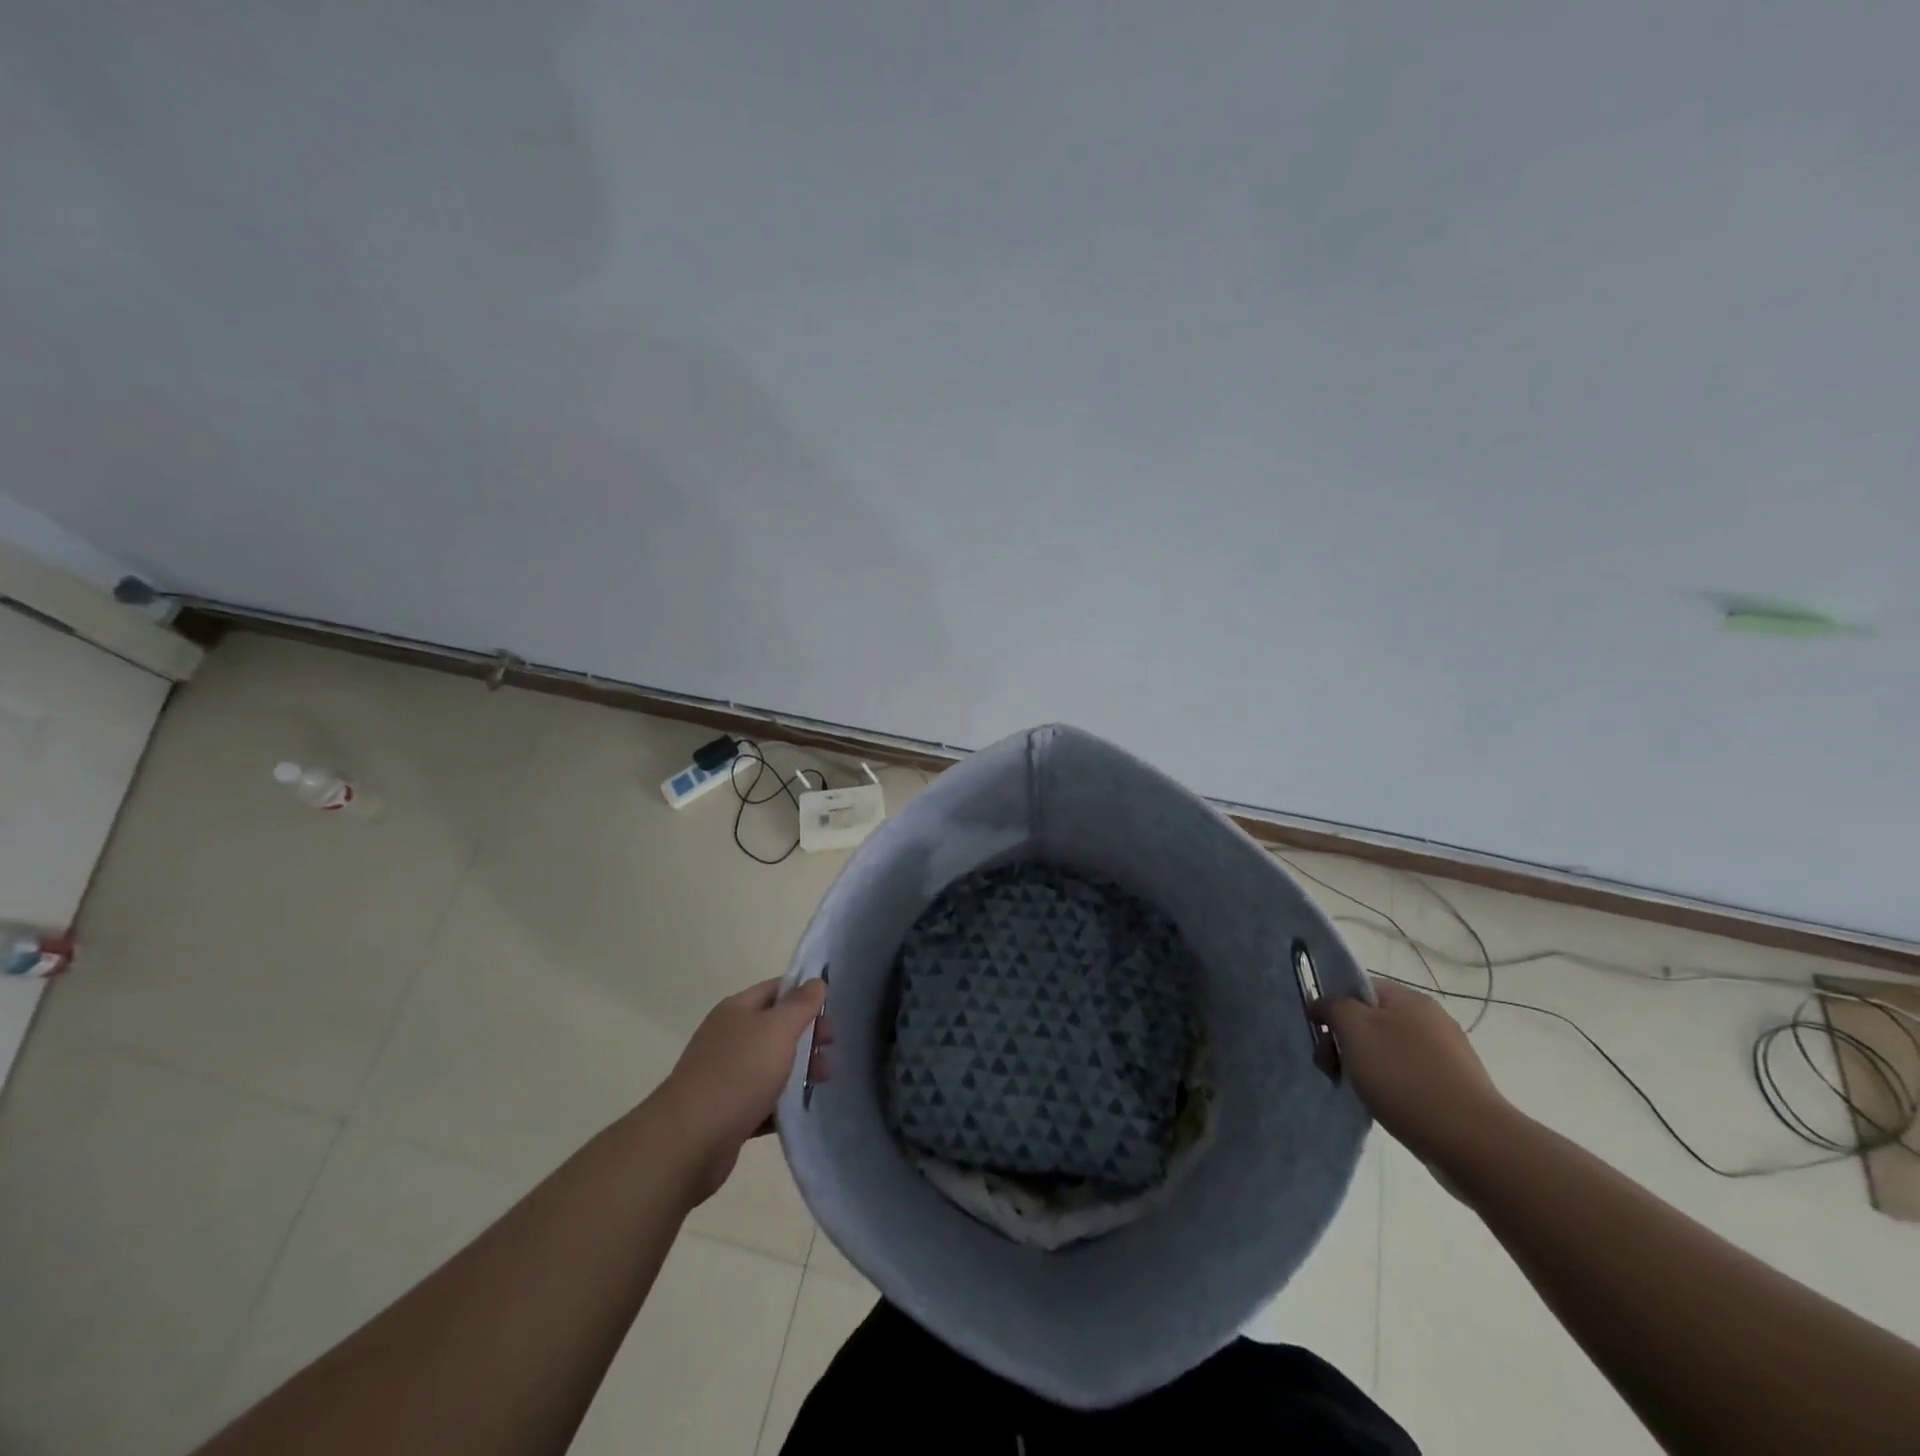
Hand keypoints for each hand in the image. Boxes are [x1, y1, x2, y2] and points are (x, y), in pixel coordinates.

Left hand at [652, 978, 830, 1203]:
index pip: (777, 989)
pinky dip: (782, 1103)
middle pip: (776, 1027)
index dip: (805, 994)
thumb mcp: (777, 1030)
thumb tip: (816, 982)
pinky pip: (762, 1099)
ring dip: (799, 1069)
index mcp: (737, 1010)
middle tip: (831, 1048)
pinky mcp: (727, 1111)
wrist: (688, 1141)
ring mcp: (725, 1075)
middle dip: (807, 1035)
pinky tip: (801, 1110)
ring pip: (771, 1064)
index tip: (832, 1011)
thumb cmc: (738, 1074)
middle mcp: (729, 1037)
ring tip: (824, 1081)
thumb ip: (800, 1005)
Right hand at [1321, 977, 1514, 1167]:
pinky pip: (1410, 1075)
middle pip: (1372, 1019)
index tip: (1321, 1035)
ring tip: (1360, 1092)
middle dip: (1346, 1041)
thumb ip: (1332, 1007)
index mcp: (1409, 998)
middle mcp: (1432, 1019)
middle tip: (1332, 1068)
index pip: (1358, 987)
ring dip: (1367, 1065)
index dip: (1333, 1006)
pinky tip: (1388, 1106)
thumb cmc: (1405, 1077)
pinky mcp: (1456, 1087)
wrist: (1472, 1142)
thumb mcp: (1354, 1030)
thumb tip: (1322, 1004)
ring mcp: (1448, 1054)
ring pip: (1389, 1049)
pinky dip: (1392, 1086)